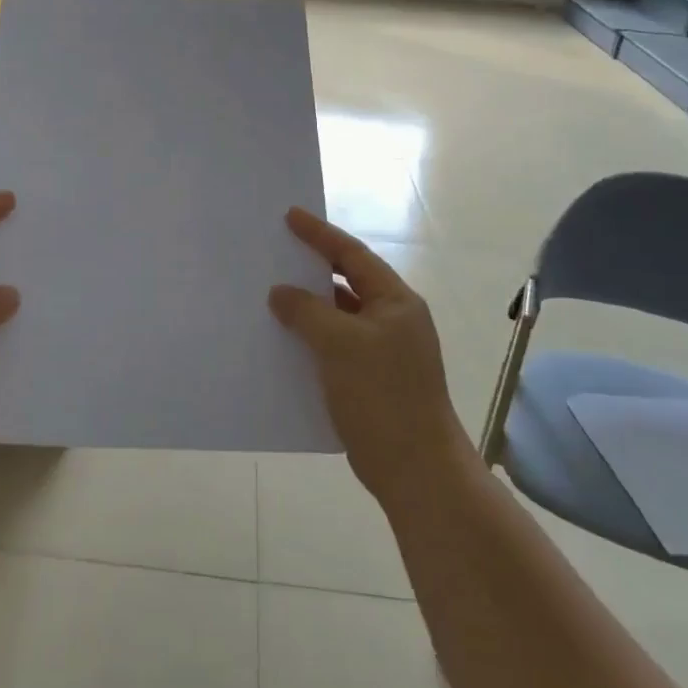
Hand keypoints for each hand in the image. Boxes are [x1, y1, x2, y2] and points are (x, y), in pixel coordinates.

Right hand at [270, 207, 470, 507]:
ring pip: (339, 316)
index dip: (320, 234)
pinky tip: (284, 341)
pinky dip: (311, 338)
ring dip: (309, 306)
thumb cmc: (382, 396)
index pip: (353, 255)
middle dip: (312, 268)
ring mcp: (383, 351)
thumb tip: (280, 293)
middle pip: (347, 282)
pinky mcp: (371, 379)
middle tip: (277, 252)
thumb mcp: (340, 344)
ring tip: (271, 295)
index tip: (290, 215)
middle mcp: (393, 320)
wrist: (416, 471)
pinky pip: (335, 345)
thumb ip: (307, 311)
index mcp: (396, 301)